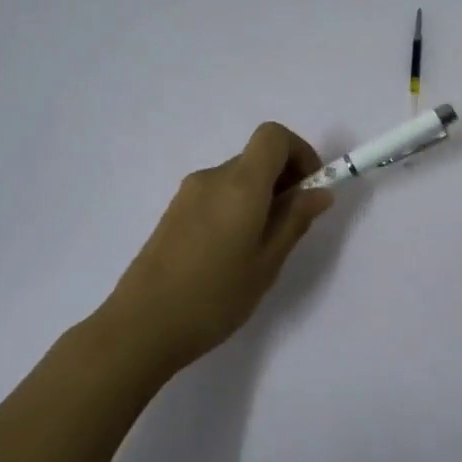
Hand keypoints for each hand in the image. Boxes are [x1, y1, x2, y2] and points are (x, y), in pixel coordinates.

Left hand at [100, 122, 334, 373]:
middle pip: (256, 157)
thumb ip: (295, 221)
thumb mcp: (267, 263)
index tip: (311, 188)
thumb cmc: (214, 297)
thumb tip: (319, 192)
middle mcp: (212, 178)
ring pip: (237, 178)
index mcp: (240, 184)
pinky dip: (236, 207)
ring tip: (262, 247)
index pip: (273, 136)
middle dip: (283, 180)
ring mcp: (188, 194)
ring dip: (260, 196)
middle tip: (293, 226)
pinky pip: (216, 195)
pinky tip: (232, 252)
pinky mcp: (173, 212)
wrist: (141, 326)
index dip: (300, 152)